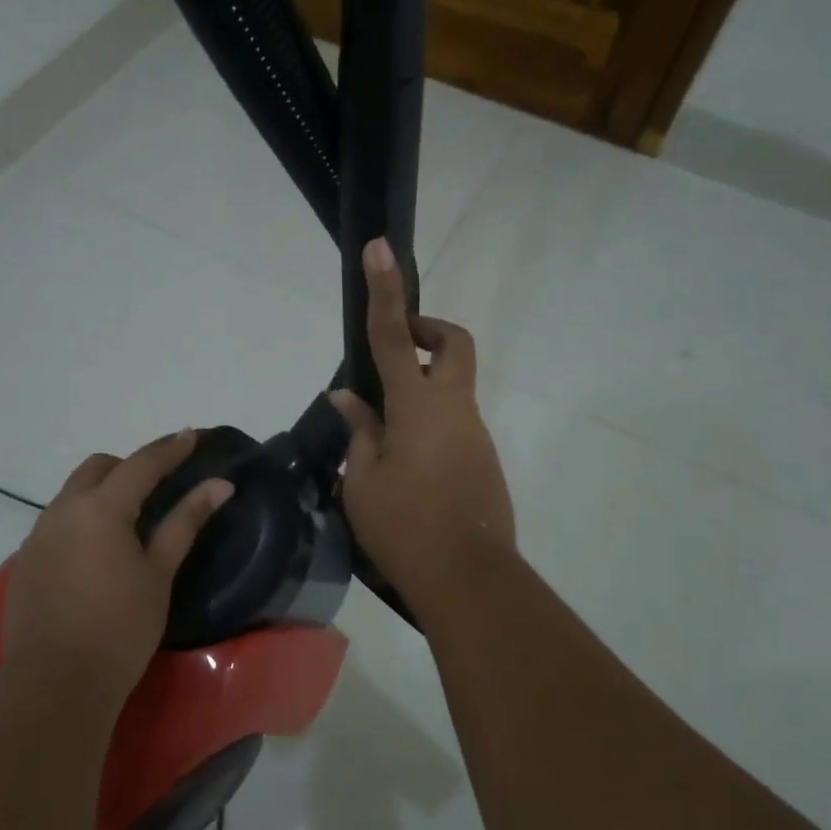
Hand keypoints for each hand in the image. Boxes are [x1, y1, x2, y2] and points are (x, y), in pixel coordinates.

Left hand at [2, 430, 233, 703]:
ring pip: (73, 493)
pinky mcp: (25, 560)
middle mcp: (63, 509)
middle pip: (98, 468)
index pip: (142, 463)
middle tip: (159, 486)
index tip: (191, 436)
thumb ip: (185, 521)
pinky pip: (57, 521)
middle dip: (130, 466)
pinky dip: (82, 519)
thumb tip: (219, 485)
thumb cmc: (120, 627)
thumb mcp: (159, 572)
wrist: (55, 681)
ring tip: (129, 521)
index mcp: (100, 508)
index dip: (170, 448)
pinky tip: (96, 553)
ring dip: (102, 492)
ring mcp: (38, 534)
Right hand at [330, 238, 514, 607]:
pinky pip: (454, 423)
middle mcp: (454, 409)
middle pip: (453, 344)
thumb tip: (347, 398)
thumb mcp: (362, 481)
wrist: (469, 580)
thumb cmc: (404, 529)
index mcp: (418, 407)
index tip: (380, 249)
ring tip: (382, 436)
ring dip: (421, 389)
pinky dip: (429, 424)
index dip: (385, 291)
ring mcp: (475, 433)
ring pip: (453, 387)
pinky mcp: (483, 458)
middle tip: (398, 349)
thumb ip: (359, 432)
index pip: (396, 336)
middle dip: (429, 329)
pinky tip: (405, 468)